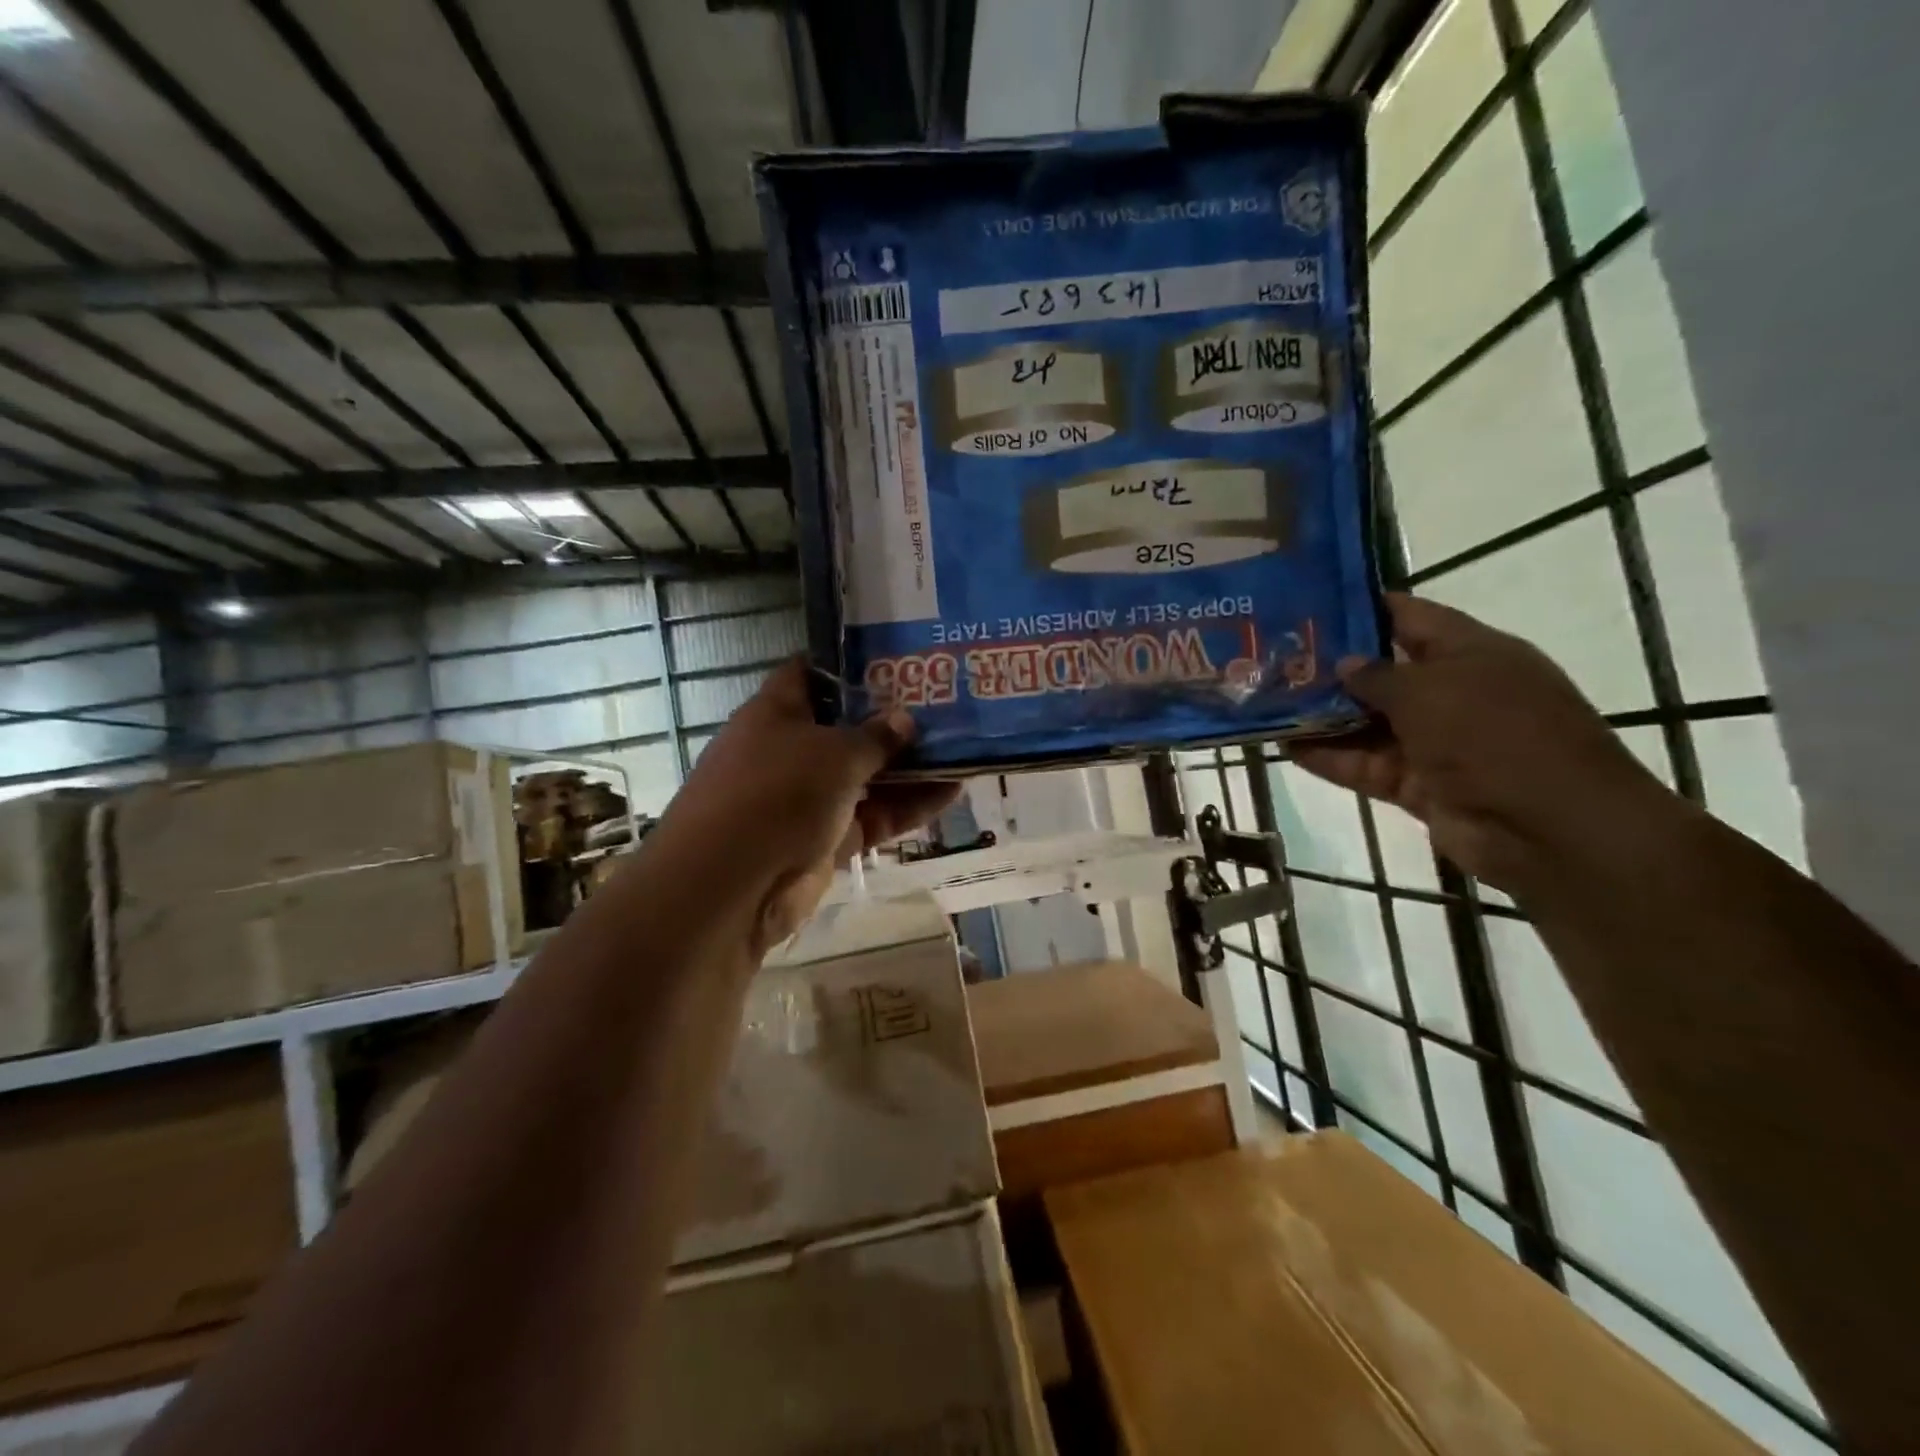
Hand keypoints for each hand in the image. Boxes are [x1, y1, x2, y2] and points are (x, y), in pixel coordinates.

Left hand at [658, 659, 959, 948]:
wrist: (733, 886)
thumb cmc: (777, 793)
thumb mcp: (834, 753)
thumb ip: (876, 736)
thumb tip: (905, 719)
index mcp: (777, 713)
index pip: (812, 674)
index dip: (851, 663)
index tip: (898, 656)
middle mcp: (791, 751)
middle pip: (848, 727)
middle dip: (893, 718)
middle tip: (945, 703)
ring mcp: (809, 798)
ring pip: (867, 775)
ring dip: (910, 766)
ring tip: (962, 746)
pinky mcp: (827, 840)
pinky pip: (874, 816)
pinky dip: (908, 806)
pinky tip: (953, 791)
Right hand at [1293, 594, 1675, 892]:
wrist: (1550, 829)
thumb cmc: (1496, 735)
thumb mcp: (1431, 690)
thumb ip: (1378, 675)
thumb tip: (1343, 664)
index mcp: (1471, 653)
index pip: (1410, 617)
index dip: (1362, 608)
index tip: (1308, 603)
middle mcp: (1452, 693)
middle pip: (1381, 672)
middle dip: (1329, 665)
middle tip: (1270, 657)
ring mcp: (1434, 742)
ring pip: (1366, 722)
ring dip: (1320, 715)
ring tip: (1265, 701)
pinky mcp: (1417, 784)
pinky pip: (1364, 765)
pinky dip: (1327, 757)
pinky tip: (1282, 746)